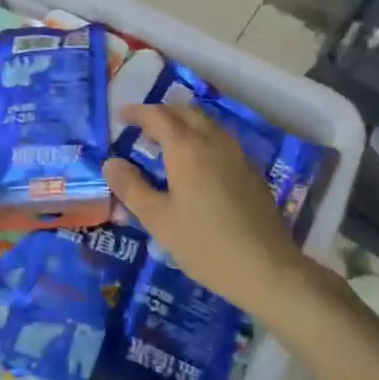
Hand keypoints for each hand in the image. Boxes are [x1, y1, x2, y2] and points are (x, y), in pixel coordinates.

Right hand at [102, 103, 306, 319]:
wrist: (266, 267)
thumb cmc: (205, 245)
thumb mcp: (159, 220)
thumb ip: (132, 188)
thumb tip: (111, 163)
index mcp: (187, 148)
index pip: (158, 116)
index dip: (138, 112)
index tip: (121, 116)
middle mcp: (213, 141)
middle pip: (185, 112)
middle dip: (162, 114)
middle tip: (143, 128)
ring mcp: (236, 154)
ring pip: (206, 124)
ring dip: (183, 123)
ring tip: (167, 143)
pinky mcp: (250, 170)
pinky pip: (220, 139)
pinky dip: (201, 138)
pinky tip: (196, 164)